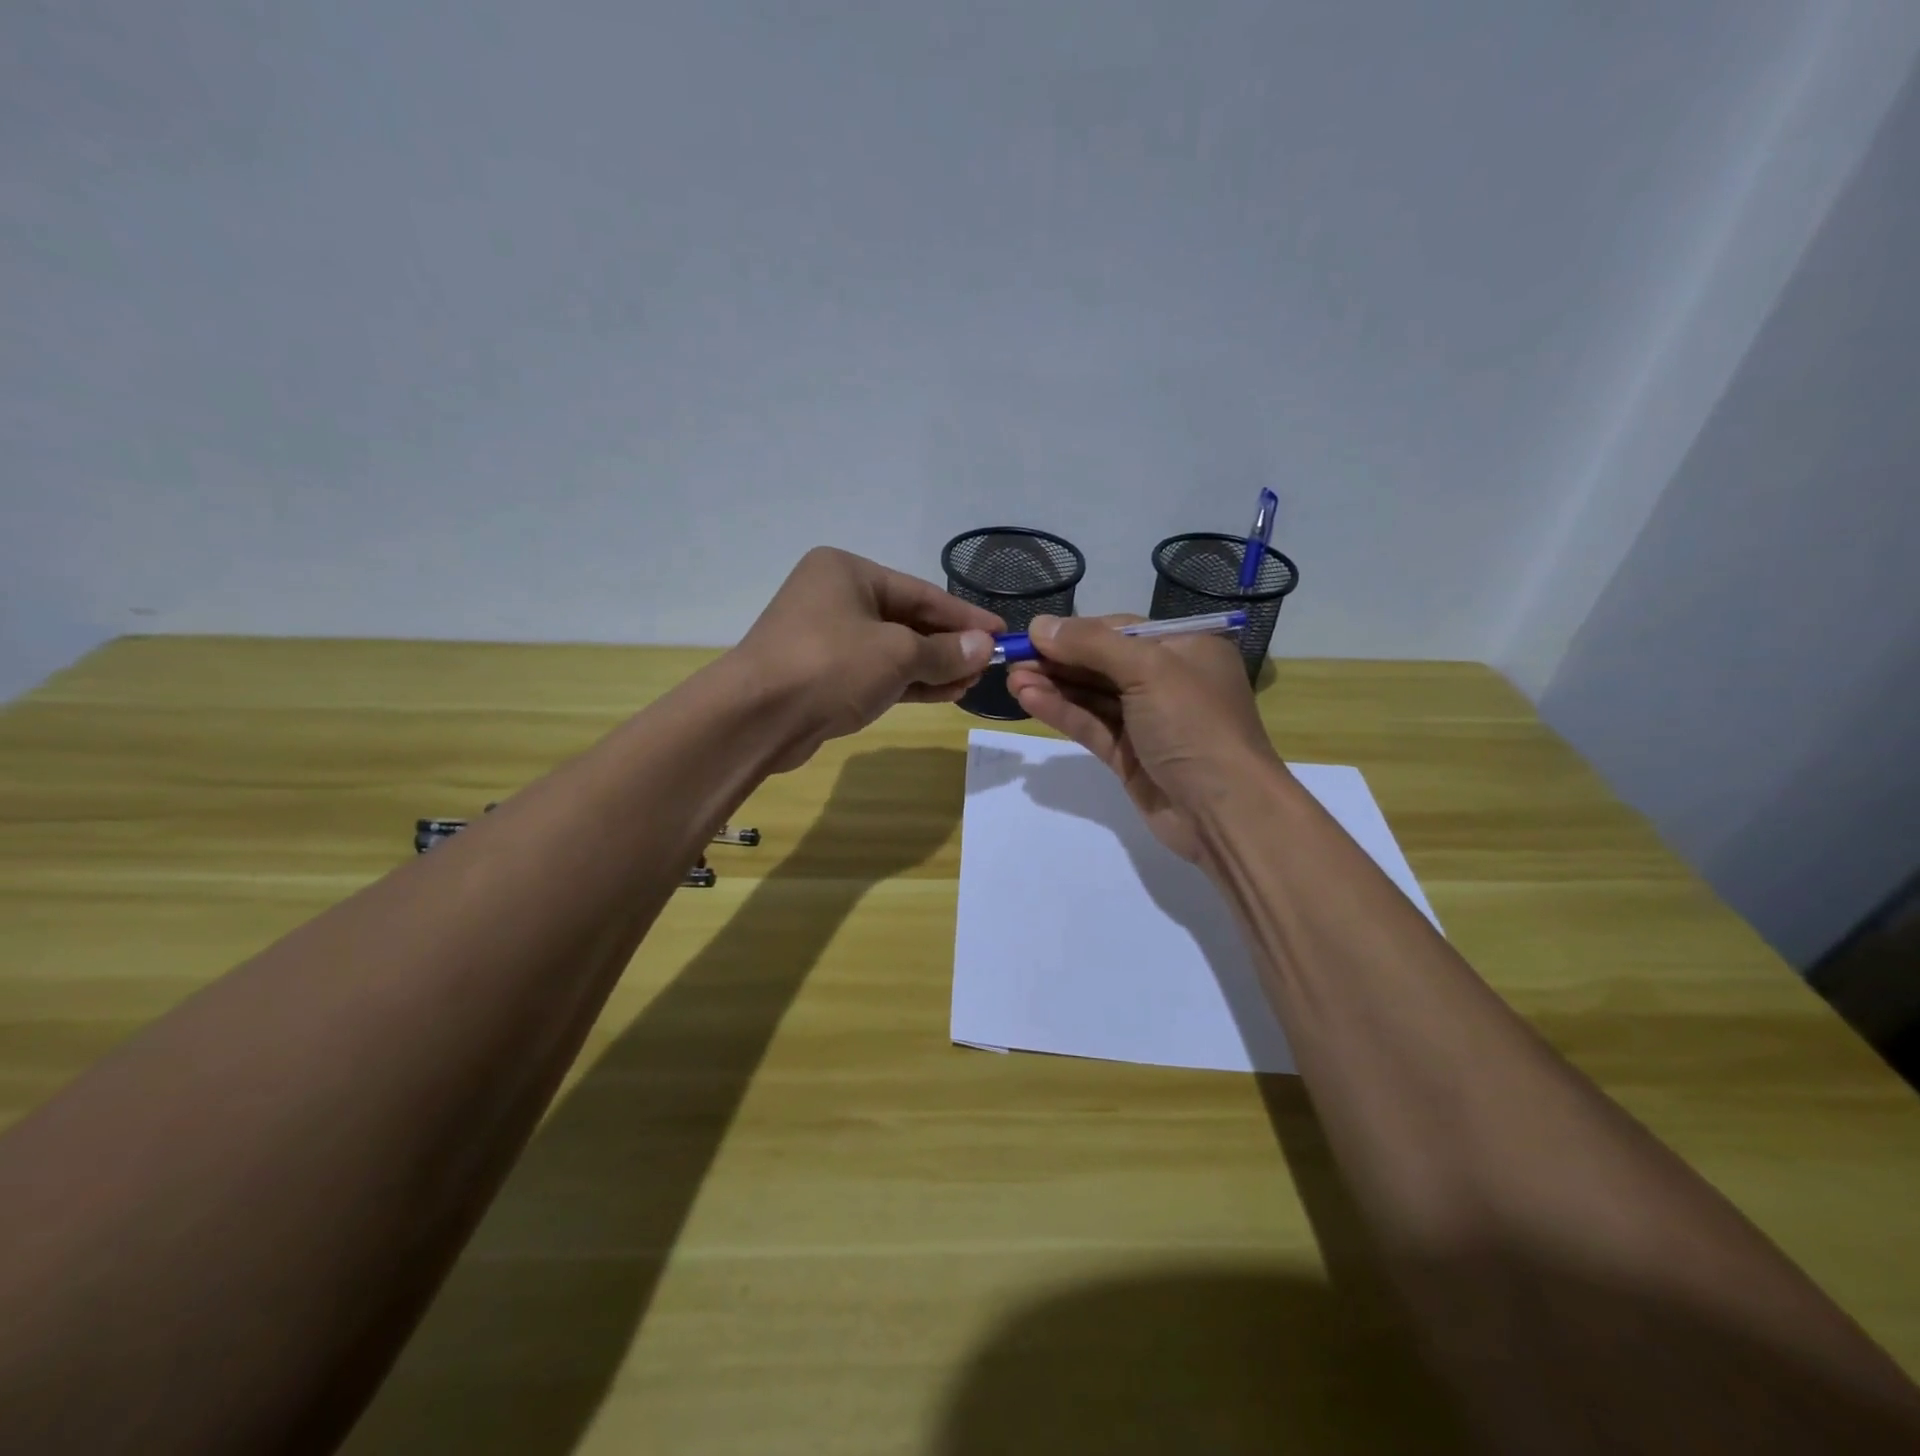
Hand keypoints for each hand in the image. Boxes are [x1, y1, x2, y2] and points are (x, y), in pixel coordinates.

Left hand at [733, 547, 1002, 770]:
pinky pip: (877, 673)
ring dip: (933, 667)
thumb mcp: (898, 654)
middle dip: (950, 645)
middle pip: (907, 620)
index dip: (965, 616)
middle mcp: (835, 598)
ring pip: (893, 650)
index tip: (1002, 634)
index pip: (922, 592)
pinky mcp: (824, 676)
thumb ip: (945, 652)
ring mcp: (827, 639)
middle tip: (989, 665)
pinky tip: (946, 693)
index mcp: (848, 572)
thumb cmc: (830, 666)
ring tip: (973, 682)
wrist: (757, 718)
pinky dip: (909, 683)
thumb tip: (986, 647)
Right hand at [1005, 614, 1281, 861]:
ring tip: (1012, 680)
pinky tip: (1029, 700)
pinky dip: (1062, 712)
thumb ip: (1091, 644)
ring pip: (1092, 696)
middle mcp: (1167, 680)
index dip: (1075, 631)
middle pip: (1102, 663)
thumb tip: (1039, 625)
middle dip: (1058, 660)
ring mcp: (1147, 721)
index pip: (1120, 630)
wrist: (1224, 811)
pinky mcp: (1130, 756)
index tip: (1031, 634)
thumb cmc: (1194, 725)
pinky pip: (1091, 726)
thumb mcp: (1148, 669)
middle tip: (1011, 660)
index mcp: (1185, 649)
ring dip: (1054, 686)